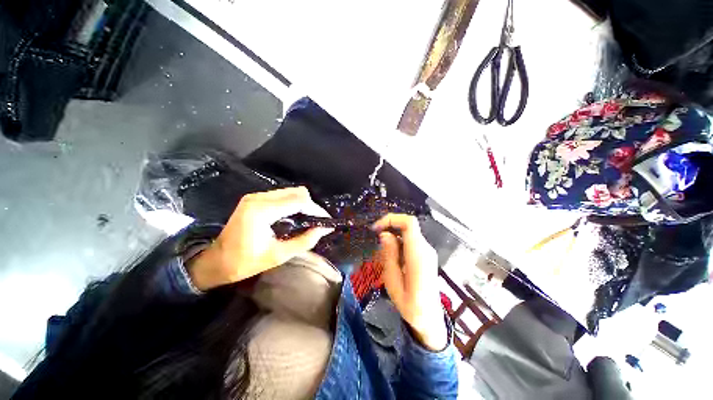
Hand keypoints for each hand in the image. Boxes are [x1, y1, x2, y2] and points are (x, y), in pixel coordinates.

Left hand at [189, 187, 332, 290]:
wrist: (216, 261)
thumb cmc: (245, 263)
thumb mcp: (279, 255)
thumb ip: (305, 241)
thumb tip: (324, 230)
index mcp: (262, 212)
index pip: (298, 202)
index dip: (316, 209)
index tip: (326, 220)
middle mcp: (258, 198)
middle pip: (296, 192)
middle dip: (311, 206)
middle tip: (317, 221)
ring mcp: (255, 196)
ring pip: (290, 191)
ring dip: (303, 203)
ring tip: (308, 219)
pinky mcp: (255, 198)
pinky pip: (282, 195)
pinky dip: (293, 203)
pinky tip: (295, 216)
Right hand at [373, 214, 447, 350]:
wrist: (429, 318)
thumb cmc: (410, 305)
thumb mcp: (393, 281)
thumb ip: (389, 255)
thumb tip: (385, 235)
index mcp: (418, 254)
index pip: (409, 223)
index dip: (391, 219)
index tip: (376, 228)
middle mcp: (425, 248)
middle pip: (408, 226)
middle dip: (389, 228)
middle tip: (375, 240)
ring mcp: (427, 251)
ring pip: (408, 233)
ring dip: (392, 237)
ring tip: (381, 254)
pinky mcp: (425, 255)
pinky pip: (410, 242)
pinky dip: (398, 244)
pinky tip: (391, 258)